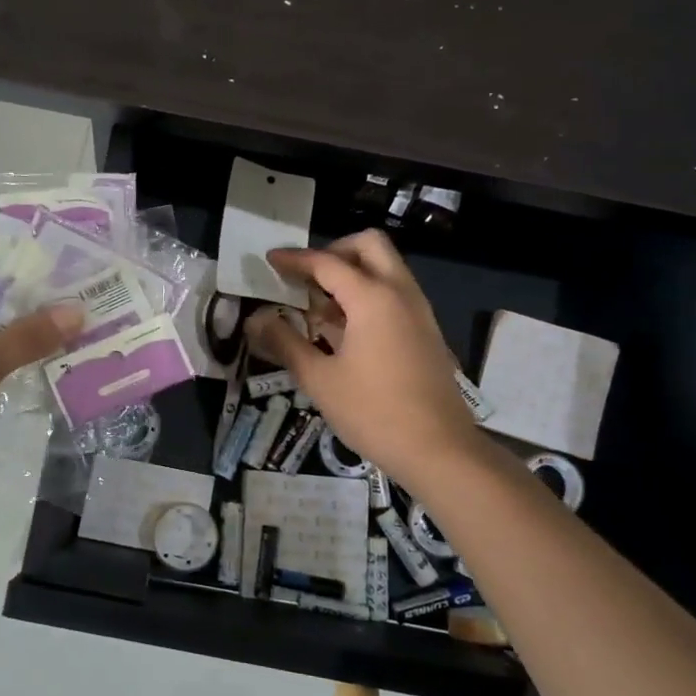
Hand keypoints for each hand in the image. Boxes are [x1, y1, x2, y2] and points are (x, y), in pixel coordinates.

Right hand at [246, 231, 482, 490]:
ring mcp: (418, 311)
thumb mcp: (319, 379)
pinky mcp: (426, 331)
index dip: (295, 259)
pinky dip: (368, 293)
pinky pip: (395, 292)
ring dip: (352, 273)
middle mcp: (400, 293)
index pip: (327, 263)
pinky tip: (345, 329)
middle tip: (306, 277)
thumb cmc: (374, 412)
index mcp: (372, 298)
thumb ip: (285, 343)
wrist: (440, 450)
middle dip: (334, 251)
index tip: (270, 260)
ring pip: (385, 268)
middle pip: (369, 245)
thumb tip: (256, 320)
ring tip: (319, 305)